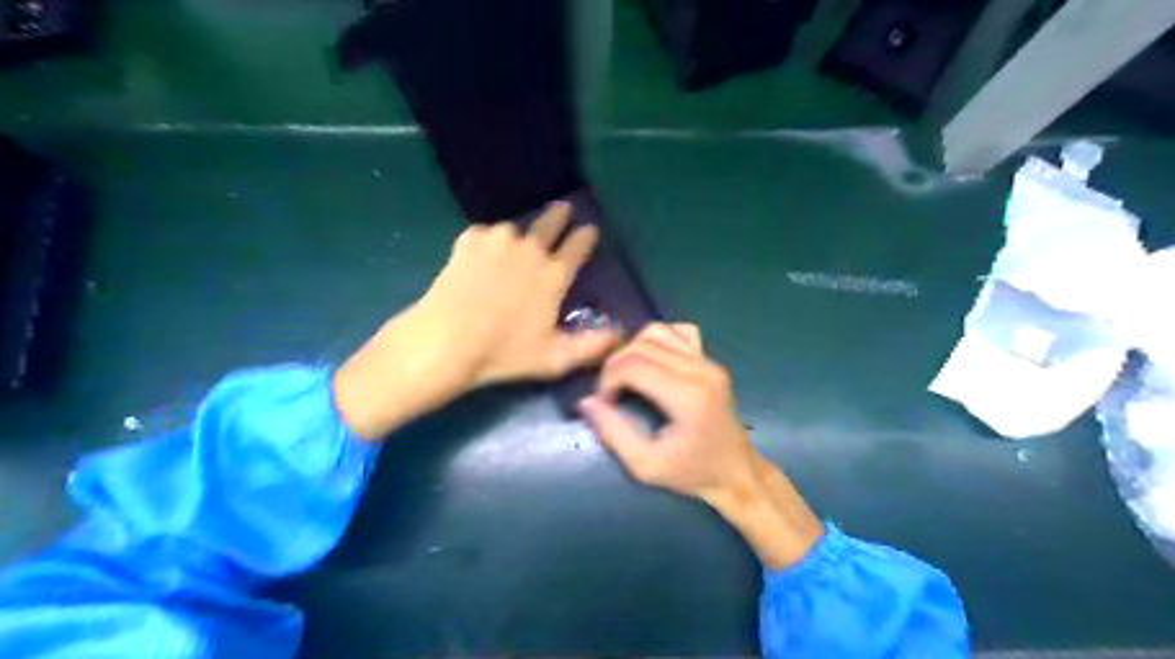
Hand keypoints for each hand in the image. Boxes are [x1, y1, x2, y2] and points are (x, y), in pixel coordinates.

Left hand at [423, 201, 622, 386]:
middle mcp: (530, 250)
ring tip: (514, 244)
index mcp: (553, 275)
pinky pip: (484, 235)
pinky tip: (481, 255)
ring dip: (519, 235)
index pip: (578, 246)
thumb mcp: (556, 358)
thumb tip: (623, 334)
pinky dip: (486, 242)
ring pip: (515, 229)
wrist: (447, 341)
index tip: (590, 229)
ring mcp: (498, 241)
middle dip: (560, 214)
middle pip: (551, 223)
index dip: (586, 236)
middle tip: (563, 208)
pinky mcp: (469, 241)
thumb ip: (593, 346)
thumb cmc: (505, 353)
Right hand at [581, 323, 824, 572]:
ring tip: (627, 374)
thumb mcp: (646, 466)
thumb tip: (586, 402)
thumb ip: (613, 433)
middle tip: (610, 392)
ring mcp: (708, 361)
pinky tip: (652, 360)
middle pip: (641, 345)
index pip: (632, 366)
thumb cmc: (692, 474)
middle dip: (615, 364)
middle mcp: (700, 370)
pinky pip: (680, 332)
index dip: (607, 380)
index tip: (604, 402)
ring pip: (658, 331)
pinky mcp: (711, 360)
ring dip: (633, 348)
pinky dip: (659, 339)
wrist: (737, 473)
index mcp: (686, 396)